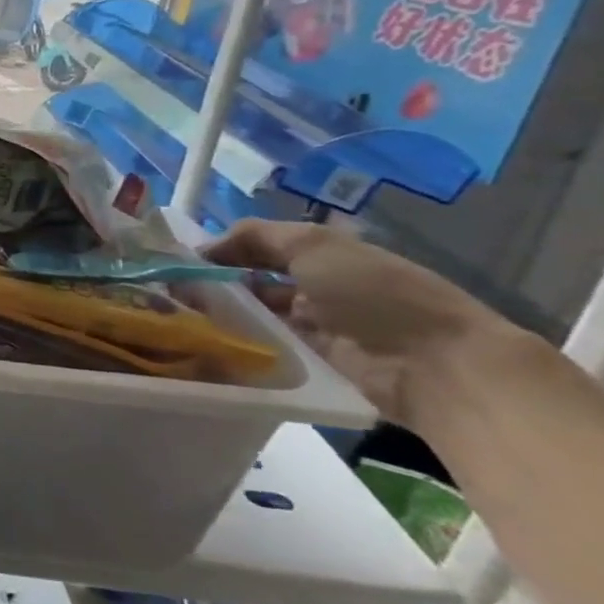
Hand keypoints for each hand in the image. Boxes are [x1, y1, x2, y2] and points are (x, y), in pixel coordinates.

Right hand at [205, 218, 512, 424]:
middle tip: (168, 290)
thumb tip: (203, 248)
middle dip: (214, 284)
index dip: (220, 250)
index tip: (177, 261)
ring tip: (176, 316)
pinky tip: (203, 342)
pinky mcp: (309, 365)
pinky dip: (238, 344)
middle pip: (251, 282)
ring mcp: (313, 329)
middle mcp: (315, 288)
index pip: (257, 247)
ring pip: (253, 316)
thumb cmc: (375, 293)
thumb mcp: (314, 245)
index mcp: (322, 256)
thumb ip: (255, 236)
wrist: (435, 366)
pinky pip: (264, 349)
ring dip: (222, 315)